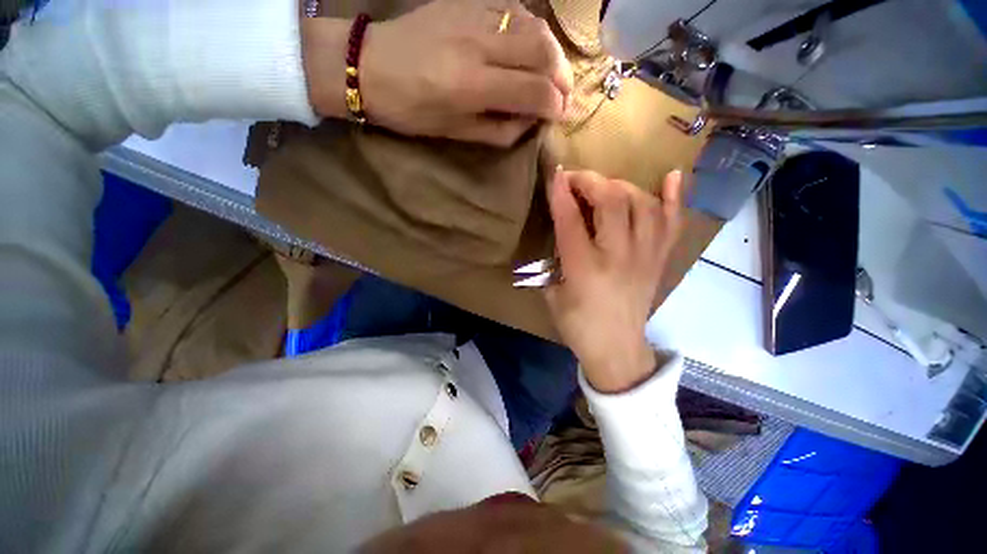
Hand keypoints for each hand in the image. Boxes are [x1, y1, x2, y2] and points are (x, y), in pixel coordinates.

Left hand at [302, 0, 571, 146]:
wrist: (369, 65)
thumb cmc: (411, 111)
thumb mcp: (456, 133)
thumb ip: (500, 129)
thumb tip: (531, 122)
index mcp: (472, 84)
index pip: (533, 90)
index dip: (555, 104)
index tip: (561, 115)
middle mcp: (478, 43)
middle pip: (542, 49)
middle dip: (562, 75)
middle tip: (563, 94)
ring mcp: (472, 14)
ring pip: (533, 24)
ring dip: (551, 51)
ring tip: (551, 72)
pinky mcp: (466, 1)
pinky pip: (513, 9)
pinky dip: (531, 29)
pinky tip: (529, 46)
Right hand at [545, 169, 684, 392]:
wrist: (616, 349)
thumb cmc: (578, 325)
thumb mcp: (552, 294)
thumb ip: (556, 259)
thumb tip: (563, 231)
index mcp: (584, 268)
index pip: (571, 219)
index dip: (562, 193)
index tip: (556, 175)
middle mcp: (618, 256)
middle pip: (612, 201)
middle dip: (591, 181)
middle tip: (576, 180)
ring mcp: (645, 256)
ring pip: (642, 204)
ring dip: (620, 186)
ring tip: (605, 187)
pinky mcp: (660, 260)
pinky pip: (673, 223)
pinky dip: (675, 197)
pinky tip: (673, 176)